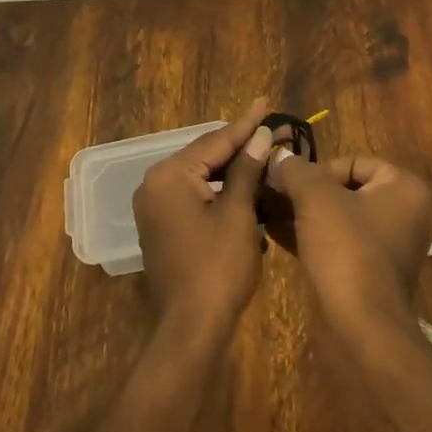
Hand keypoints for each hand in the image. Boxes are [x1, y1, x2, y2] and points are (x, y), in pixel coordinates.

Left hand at [132, 99, 273, 352]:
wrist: (191, 330)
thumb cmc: (217, 269)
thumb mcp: (238, 214)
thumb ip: (247, 170)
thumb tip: (260, 135)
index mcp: (170, 175)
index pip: (215, 141)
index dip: (246, 124)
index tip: (266, 102)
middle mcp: (155, 183)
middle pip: (207, 155)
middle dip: (243, 144)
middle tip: (276, 129)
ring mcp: (156, 205)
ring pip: (202, 174)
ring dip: (235, 167)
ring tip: (267, 149)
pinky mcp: (163, 224)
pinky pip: (195, 194)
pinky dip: (221, 188)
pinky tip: (247, 181)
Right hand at [268, 148, 431, 340]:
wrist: (363, 327)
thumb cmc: (346, 249)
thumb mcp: (315, 198)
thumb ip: (296, 171)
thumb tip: (279, 158)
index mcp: (405, 188)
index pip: (354, 162)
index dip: (319, 170)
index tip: (292, 185)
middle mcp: (407, 213)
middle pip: (347, 189)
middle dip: (309, 193)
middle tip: (277, 197)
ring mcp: (393, 246)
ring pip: (341, 218)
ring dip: (307, 215)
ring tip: (272, 214)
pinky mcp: (375, 273)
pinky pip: (342, 243)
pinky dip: (315, 237)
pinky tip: (280, 236)